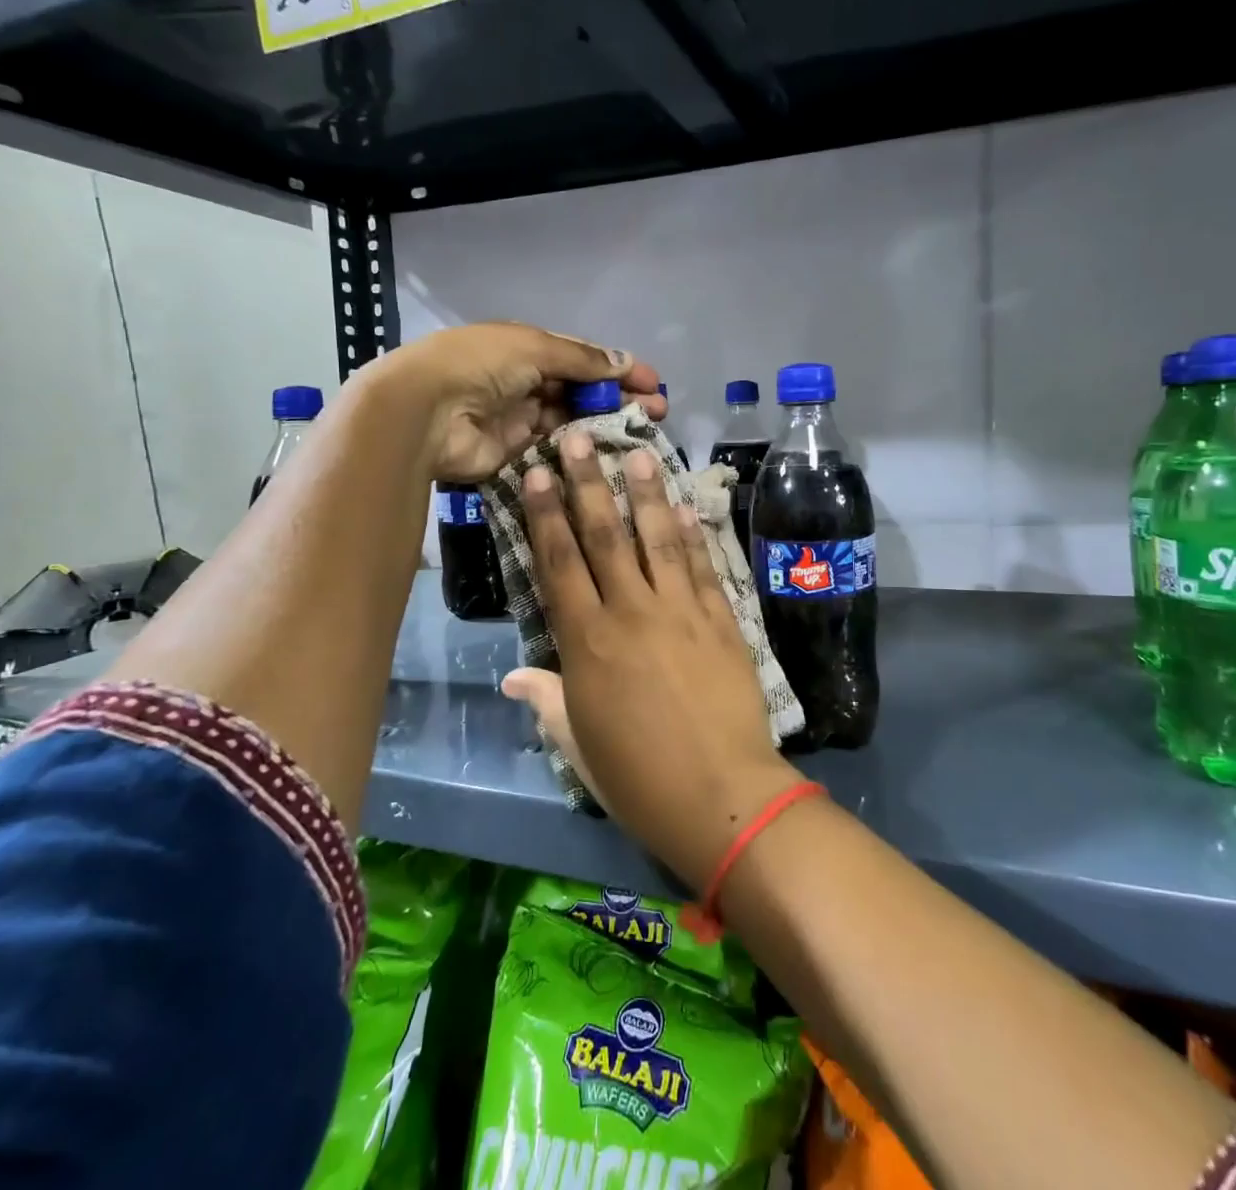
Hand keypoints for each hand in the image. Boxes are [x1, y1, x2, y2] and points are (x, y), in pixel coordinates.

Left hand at [364, 323, 663, 482]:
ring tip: (645, 433)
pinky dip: (582, 451)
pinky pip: (555, 451)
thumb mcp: (534, 347)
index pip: (582, 358)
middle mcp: (525, 382)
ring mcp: (520, 420)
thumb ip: (581, 359)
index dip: (617, 368)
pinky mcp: (515, 455)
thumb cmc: (479, 365)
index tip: (653, 382)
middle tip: (658, 411)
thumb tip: (625, 360)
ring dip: (606, 425)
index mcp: (526, 349)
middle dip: (619, 398)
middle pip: (581, 391)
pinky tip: (612, 455)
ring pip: (573, 422)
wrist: (423, 412)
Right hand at [503, 436, 802, 892]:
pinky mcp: (722, 620)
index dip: (546, 514)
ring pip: (659, 538)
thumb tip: (512, 676)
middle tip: (579, 437)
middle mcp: (631, 612)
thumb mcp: (578, 743)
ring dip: (646, 492)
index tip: (537, 473)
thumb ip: (546, 700)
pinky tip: (688, 504)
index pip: (559, 562)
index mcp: (587, 642)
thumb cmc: (638, 779)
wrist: (723, 797)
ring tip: (638, 451)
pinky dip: (695, 533)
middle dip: (589, 482)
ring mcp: (682, 611)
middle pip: (605, 535)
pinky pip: (704, 566)